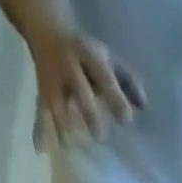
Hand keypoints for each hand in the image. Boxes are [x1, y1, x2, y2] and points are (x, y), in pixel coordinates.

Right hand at [26, 24, 144, 148]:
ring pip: (57, 105)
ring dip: (63, 127)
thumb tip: (143, 106)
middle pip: (79, 90)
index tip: (126, 121)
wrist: (47, 31)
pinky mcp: (41, 95)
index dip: (115, 97)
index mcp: (88, 55)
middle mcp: (68, 67)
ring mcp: (52, 82)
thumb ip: (128, 81)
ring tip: (72, 151)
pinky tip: (40, 151)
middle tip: (100, 138)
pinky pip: (40, 114)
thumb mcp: (108, 59)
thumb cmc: (87, 55)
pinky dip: (38, 132)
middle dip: (89, 113)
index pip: (104, 76)